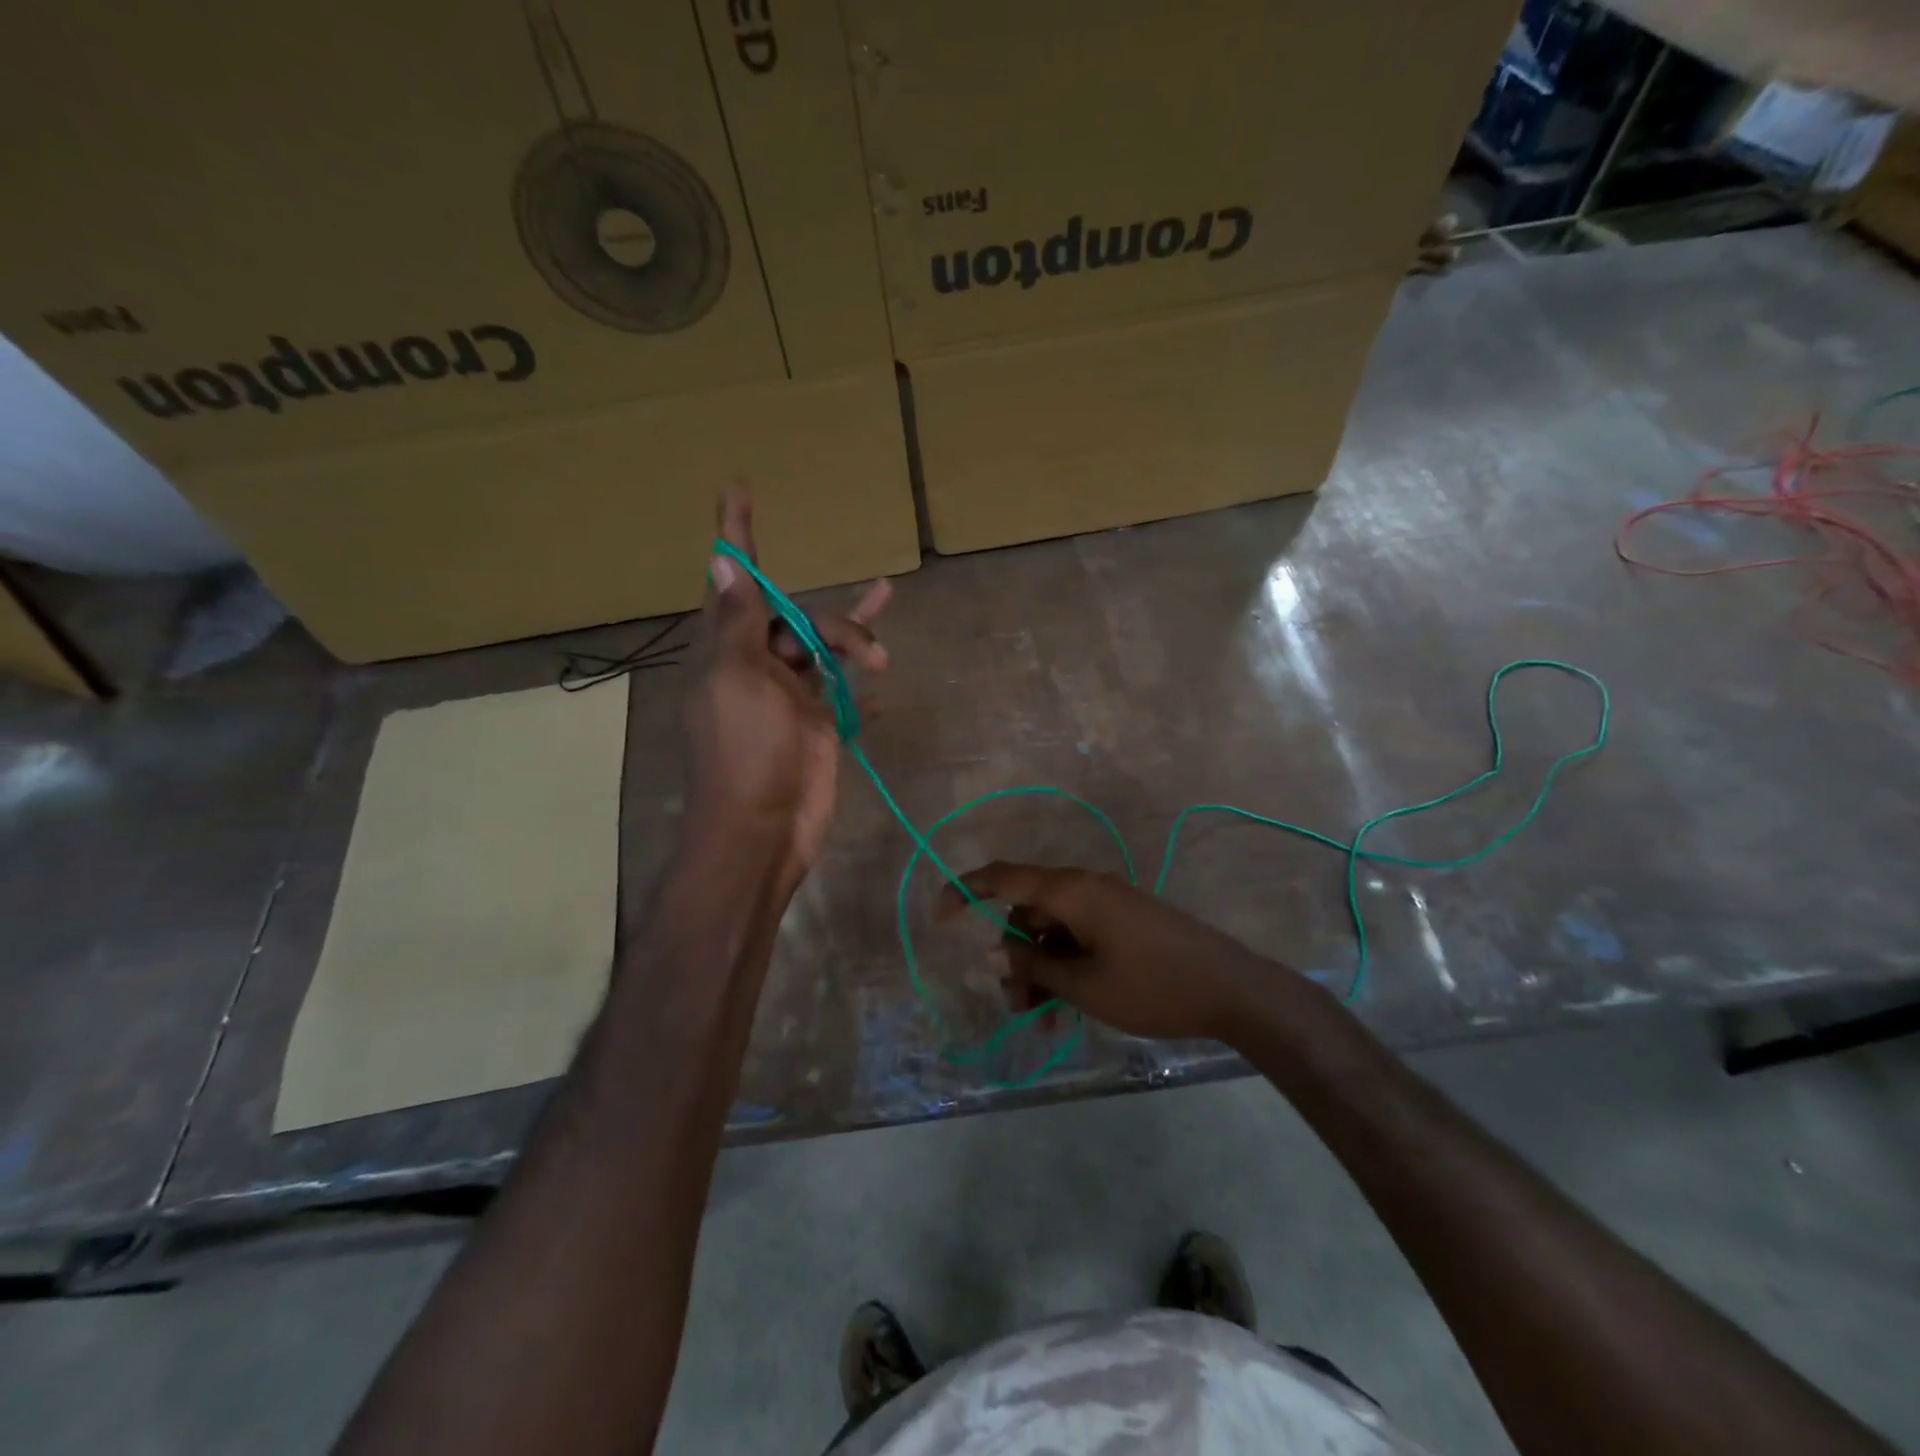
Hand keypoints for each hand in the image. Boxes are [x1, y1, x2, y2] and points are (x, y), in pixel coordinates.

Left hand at [684, 490, 889, 885]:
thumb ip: (738, 622)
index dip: (735, 536)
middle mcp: (754, 663)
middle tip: (862, 648)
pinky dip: (860, 676)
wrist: (765, 828)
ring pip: (823, 645)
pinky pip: (843, 684)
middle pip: (794, 615)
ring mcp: (789, 692)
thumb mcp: (737, 679)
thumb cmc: (745, 752)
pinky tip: (881, 669)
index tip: (737, 490)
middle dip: (830, 621)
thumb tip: (721, 562)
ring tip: (881, 658)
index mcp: (725, 647)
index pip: (731, 579)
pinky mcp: (817, 719)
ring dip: (855, 639)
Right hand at [940, 863, 1289, 1042]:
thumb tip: (993, 952)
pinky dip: (1064, 968)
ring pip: (1052, 930)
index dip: (965, 890)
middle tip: (1012, 1002)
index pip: (1004, 877)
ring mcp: (1107, 906)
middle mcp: (1085, 889)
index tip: (940, 917)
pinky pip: (1078, 939)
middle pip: (1027, 911)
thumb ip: (1034, 965)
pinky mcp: (1124, 924)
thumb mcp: (1084, 984)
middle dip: (1011, 954)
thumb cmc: (1152, 986)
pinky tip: (1062, 1011)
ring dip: (1038, 969)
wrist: (1232, 991)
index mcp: (1072, 892)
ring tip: (1037, 1018)